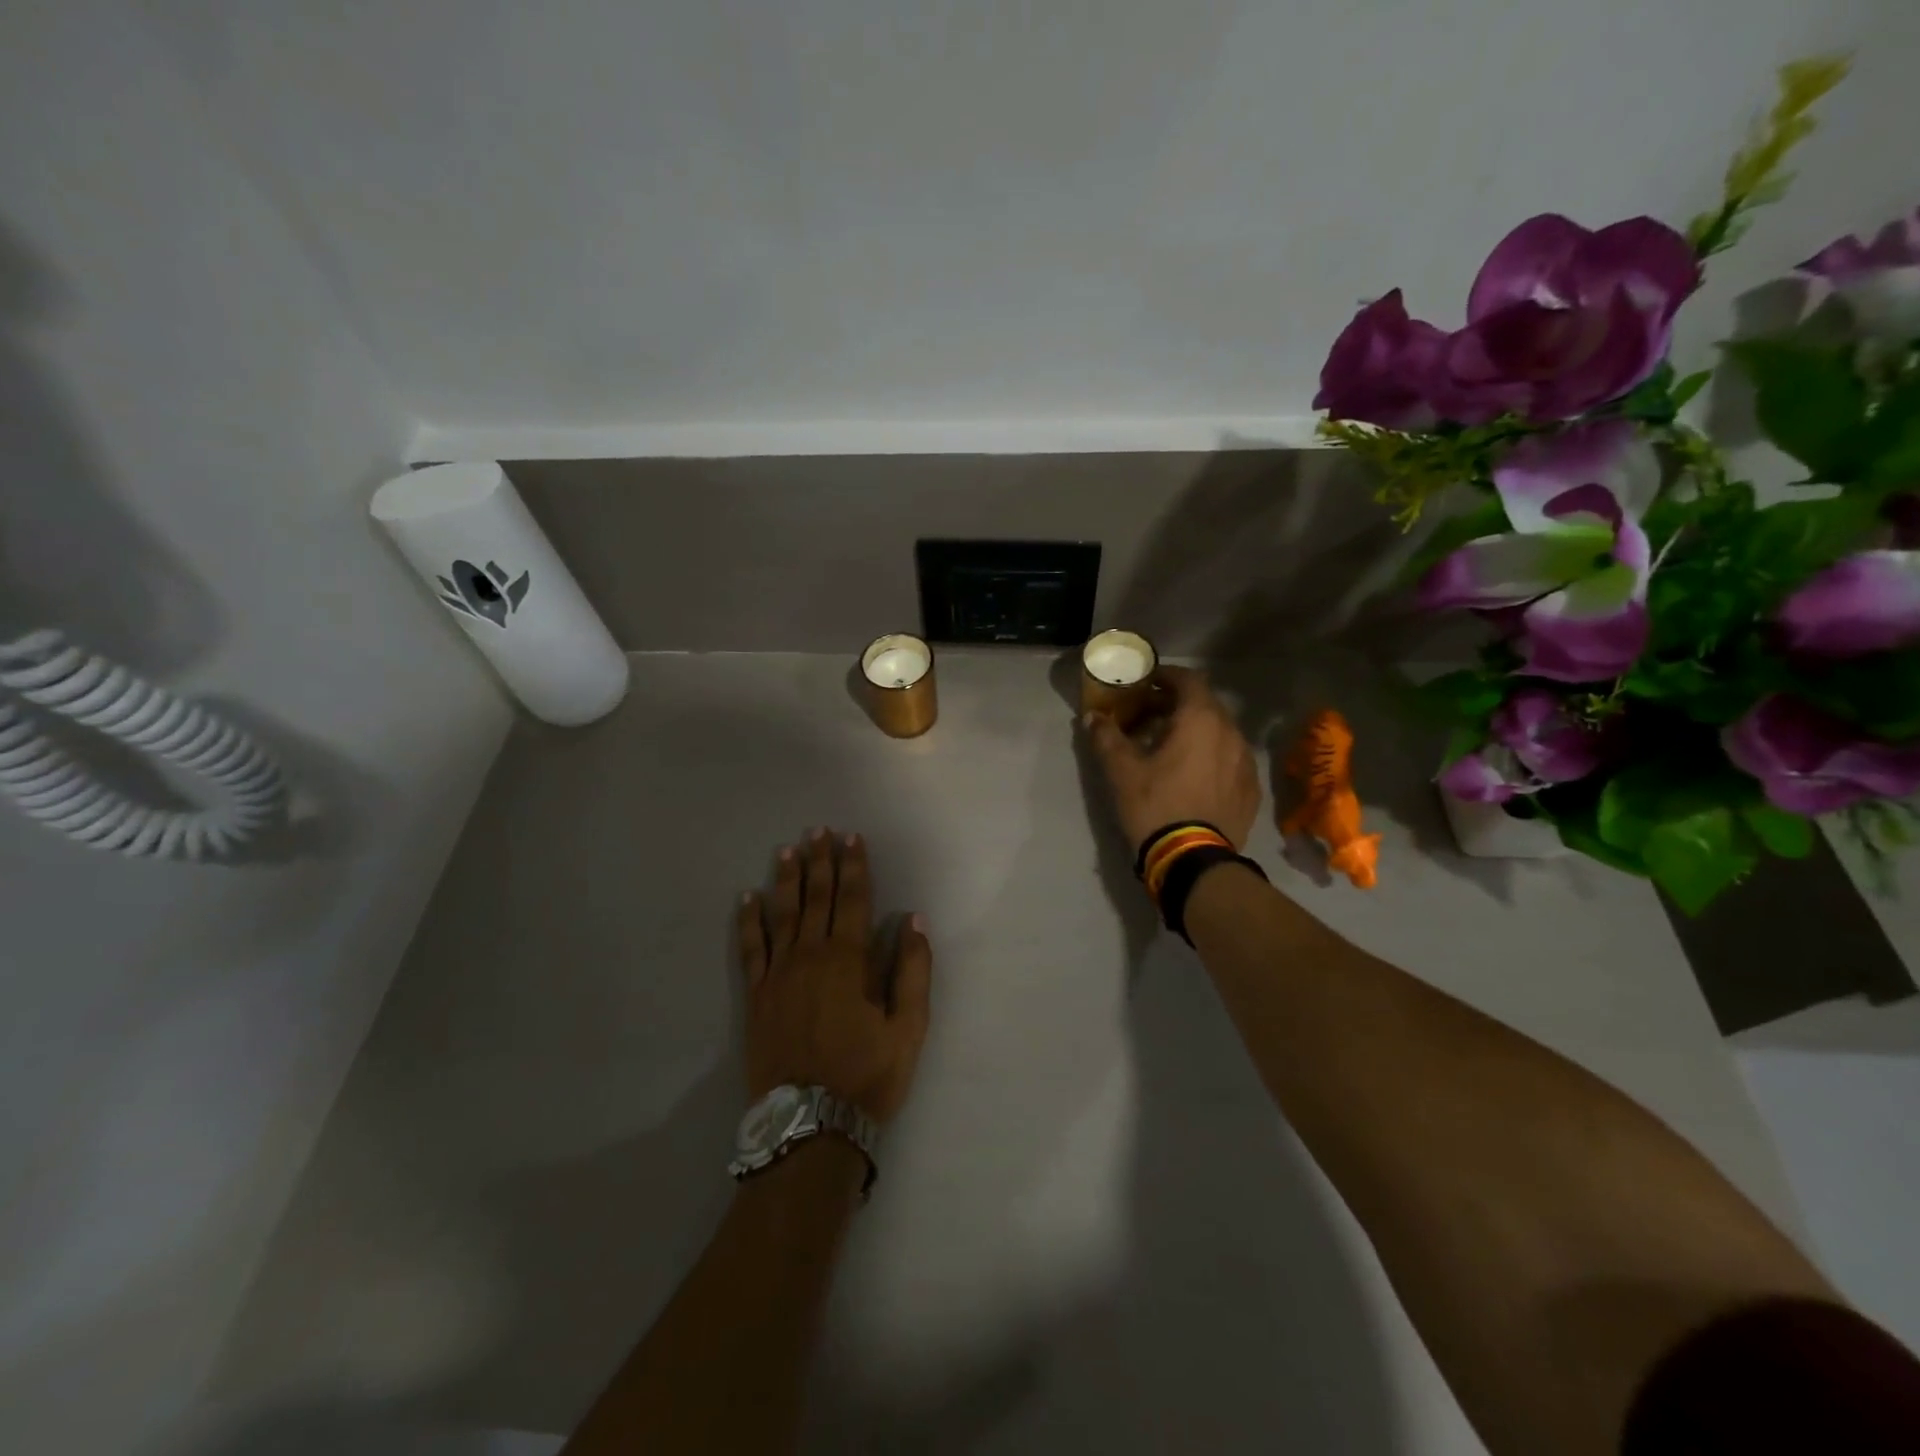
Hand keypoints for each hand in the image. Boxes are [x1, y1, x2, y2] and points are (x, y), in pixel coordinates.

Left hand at [738, 829, 932, 1124]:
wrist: (809, 1124)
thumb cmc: (867, 1075)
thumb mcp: (909, 1028)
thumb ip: (913, 971)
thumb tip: (913, 921)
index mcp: (848, 960)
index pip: (852, 899)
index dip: (854, 866)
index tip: (852, 838)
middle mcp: (810, 956)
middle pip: (816, 898)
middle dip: (820, 861)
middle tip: (819, 830)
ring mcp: (778, 974)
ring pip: (783, 914)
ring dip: (787, 879)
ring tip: (789, 850)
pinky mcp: (757, 995)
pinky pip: (751, 947)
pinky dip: (749, 920)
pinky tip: (748, 898)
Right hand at [1083, 666, 1261, 852]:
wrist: (1193, 861)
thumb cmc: (1155, 805)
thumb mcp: (1121, 771)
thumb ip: (1106, 737)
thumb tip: (1092, 717)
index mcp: (1201, 720)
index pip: (1189, 679)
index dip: (1166, 676)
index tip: (1146, 684)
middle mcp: (1231, 733)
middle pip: (1206, 705)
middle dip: (1177, 705)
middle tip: (1150, 718)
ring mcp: (1246, 762)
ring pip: (1220, 733)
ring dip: (1196, 732)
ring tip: (1171, 749)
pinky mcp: (1251, 789)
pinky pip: (1230, 760)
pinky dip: (1211, 757)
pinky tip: (1193, 776)